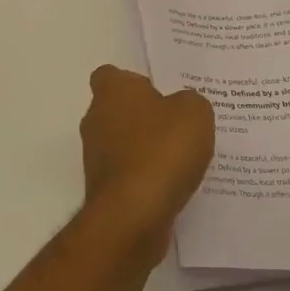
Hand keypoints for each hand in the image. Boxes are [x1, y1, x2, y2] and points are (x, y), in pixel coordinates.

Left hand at [78, 65, 215, 262]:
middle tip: (179, 125)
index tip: (160, 93)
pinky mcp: (103, 189)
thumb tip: (182, 107)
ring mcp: (95, 157)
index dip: (134, 82)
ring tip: (182, 158)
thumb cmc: (161, 150)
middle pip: (118, 110)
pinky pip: (128, 174)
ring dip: (145, 149)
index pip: (111, 75)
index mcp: (112, 91)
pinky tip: (172, 185)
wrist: (134, 214)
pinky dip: (146, 177)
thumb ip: (190, 102)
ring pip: (122, 144)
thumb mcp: (194, 113)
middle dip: (144, 117)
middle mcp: (95, 119)